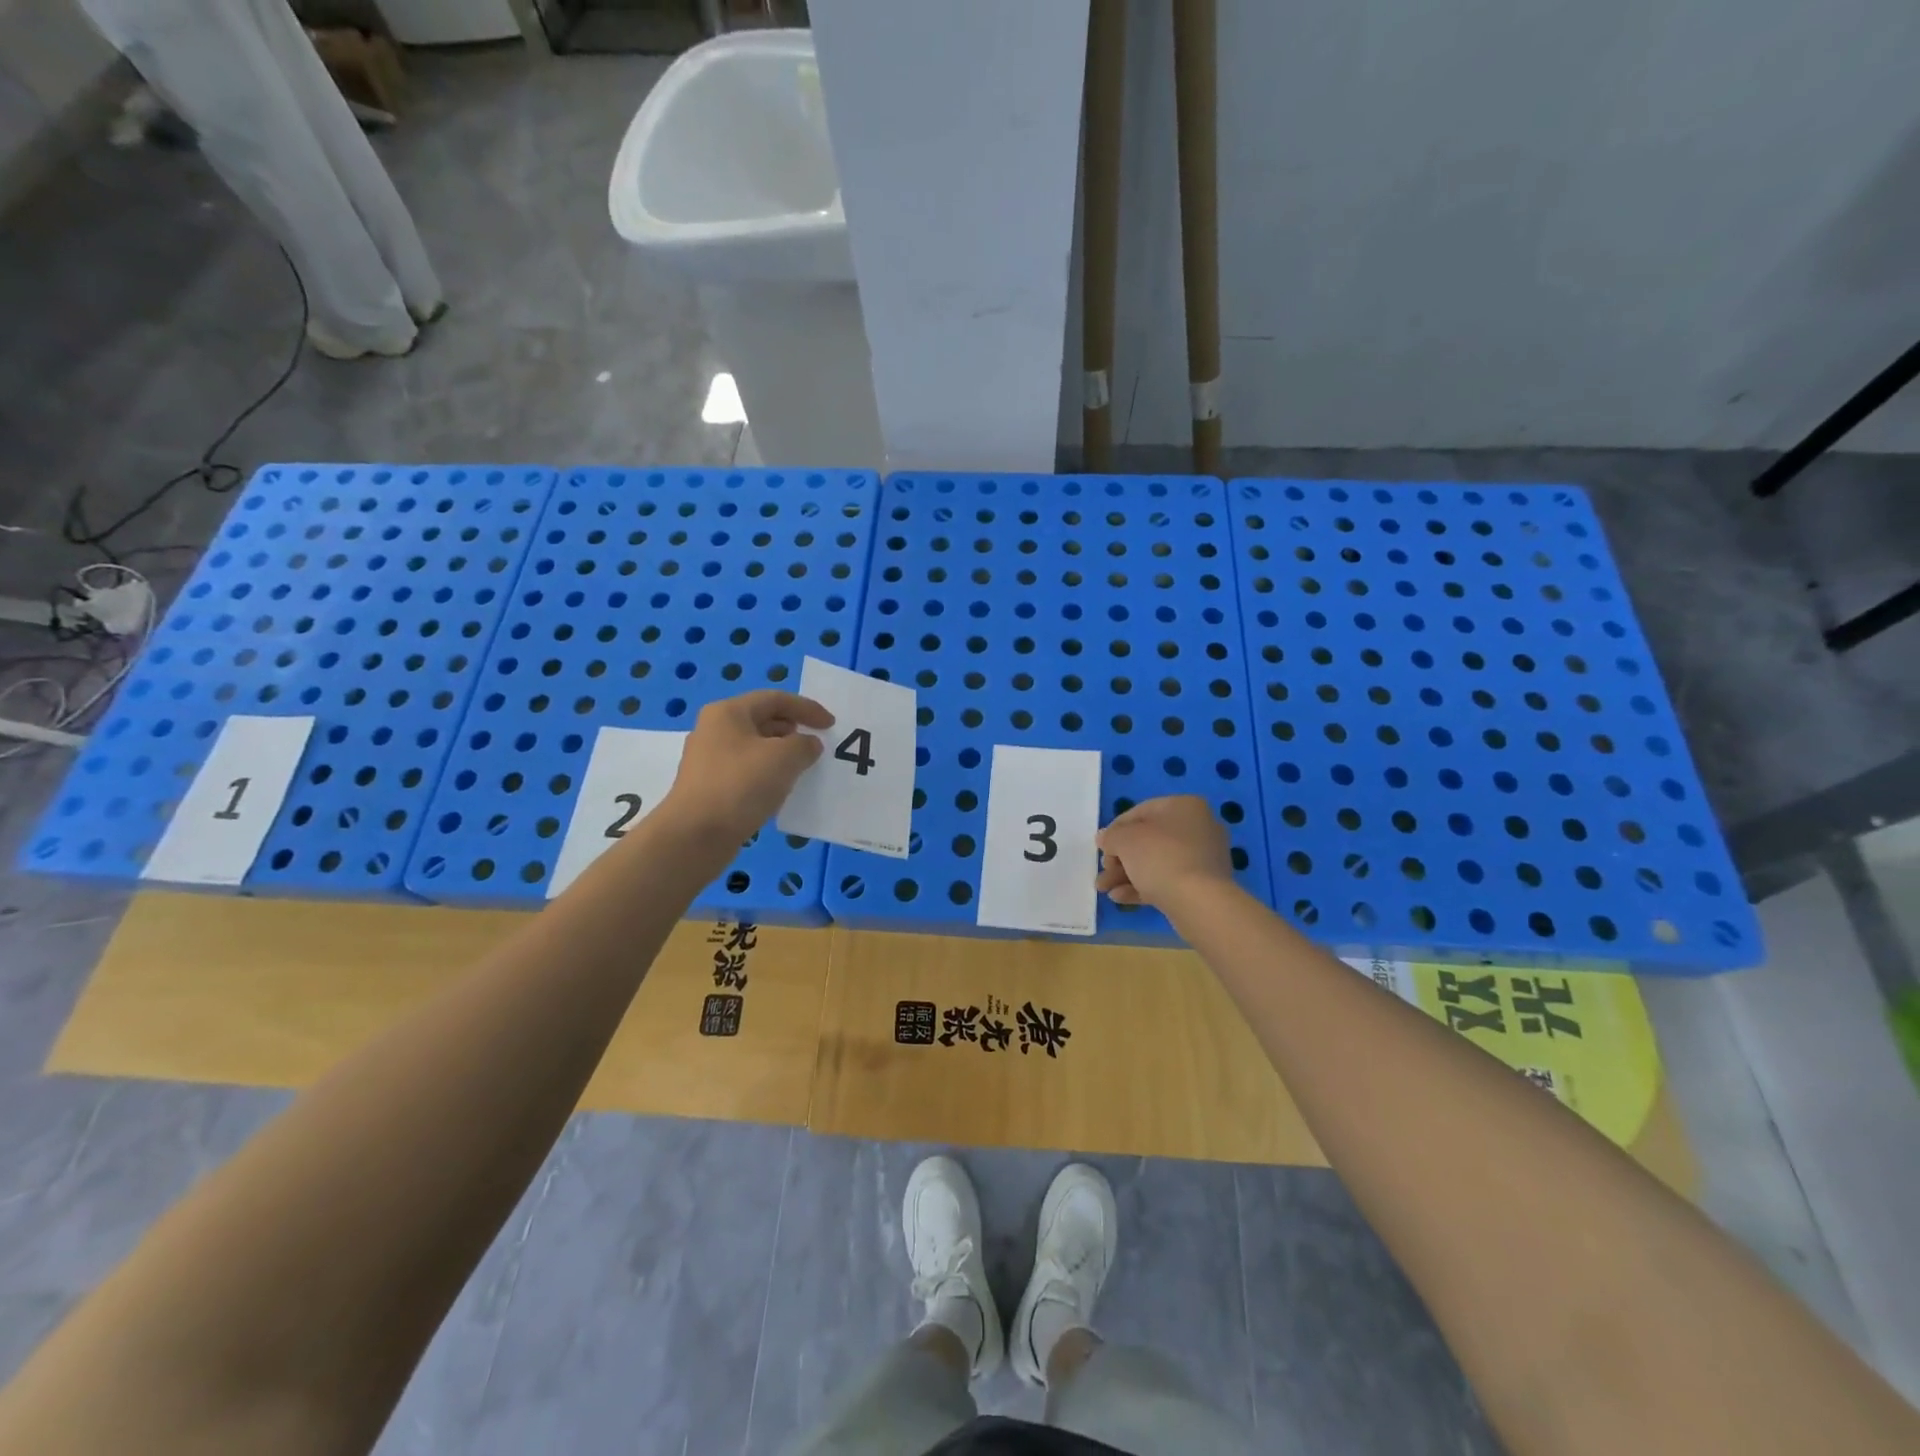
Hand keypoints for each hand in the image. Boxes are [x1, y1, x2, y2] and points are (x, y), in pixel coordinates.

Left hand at [657, 690, 833, 843]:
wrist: (695, 835)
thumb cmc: (741, 785)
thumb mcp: (784, 758)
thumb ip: (804, 745)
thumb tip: (808, 745)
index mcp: (728, 712)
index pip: (775, 699)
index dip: (807, 708)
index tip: (831, 725)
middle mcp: (714, 730)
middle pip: (762, 720)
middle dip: (793, 729)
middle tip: (816, 745)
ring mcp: (709, 759)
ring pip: (754, 747)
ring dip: (781, 753)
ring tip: (803, 767)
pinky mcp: (709, 786)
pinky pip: (746, 770)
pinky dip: (768, 773)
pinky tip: (780, 789)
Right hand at [1096, 796, 1234, 908]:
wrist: (1199, 902)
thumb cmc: (1160, 857)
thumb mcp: (1125, 840)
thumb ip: (1111, 836)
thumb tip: (1105, 838)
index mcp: (1184, 806)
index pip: (1141, 812)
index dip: (1116, 829)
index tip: (1102, 847)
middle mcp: (1198, 827)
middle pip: (1148, 840)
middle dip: (1120, 858)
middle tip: (1104, 871)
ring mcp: (1203, 858)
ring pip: (1156, 862)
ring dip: (1126, 875)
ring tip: (1103, 889)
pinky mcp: (1203, 885)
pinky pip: (1168, 880)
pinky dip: (1143, 886)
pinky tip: (1120, 898)